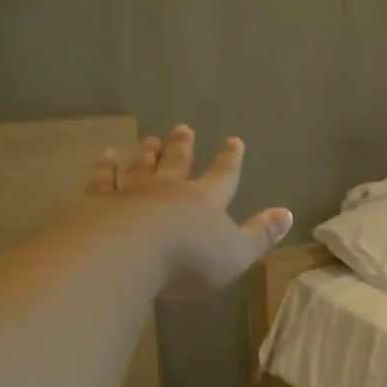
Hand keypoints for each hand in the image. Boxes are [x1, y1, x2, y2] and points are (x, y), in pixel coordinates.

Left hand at [87, 126, 292, 296]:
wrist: (128, 254)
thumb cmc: (190, 258)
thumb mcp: (237, 253)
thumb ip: (260, 235)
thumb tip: (287, 213)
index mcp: (206, 200)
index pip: (223, 176)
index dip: (230, 160)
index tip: (234, 140)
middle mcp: (170, 189)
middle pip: (178, 162)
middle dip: (183, 146)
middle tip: (183, 127)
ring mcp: (132, 192)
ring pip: (142, 166)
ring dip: (147, 152)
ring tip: (149, 138)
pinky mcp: (99, 202)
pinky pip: (104, 179)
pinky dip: (105, 167)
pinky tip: (104, 157)